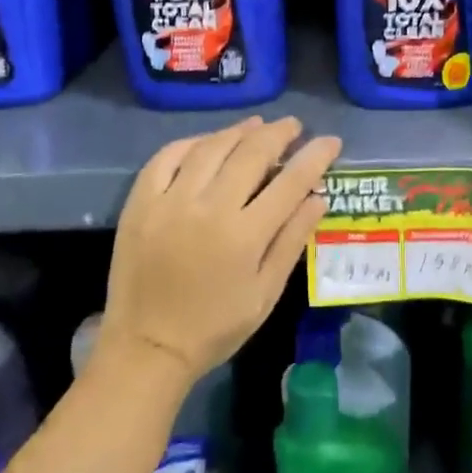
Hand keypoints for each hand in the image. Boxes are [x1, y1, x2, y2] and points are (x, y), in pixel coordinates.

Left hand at [102, 116, 342, 383]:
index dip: (315, 156)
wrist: (146, 347)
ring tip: (257, 126)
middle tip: (294, 126)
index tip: (330, 141)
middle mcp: (209, 207)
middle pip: (251, 153)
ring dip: (239, 131)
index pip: (290, 181)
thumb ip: (292, 240)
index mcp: (244, 235)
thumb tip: (318, 198)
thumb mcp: (265, 293)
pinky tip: (208, 141)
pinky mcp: (140, 201)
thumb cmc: (215, 327)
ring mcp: (170, 200)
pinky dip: (192, 142)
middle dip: (279, 133)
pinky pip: (167, 156)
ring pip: (211, 147)